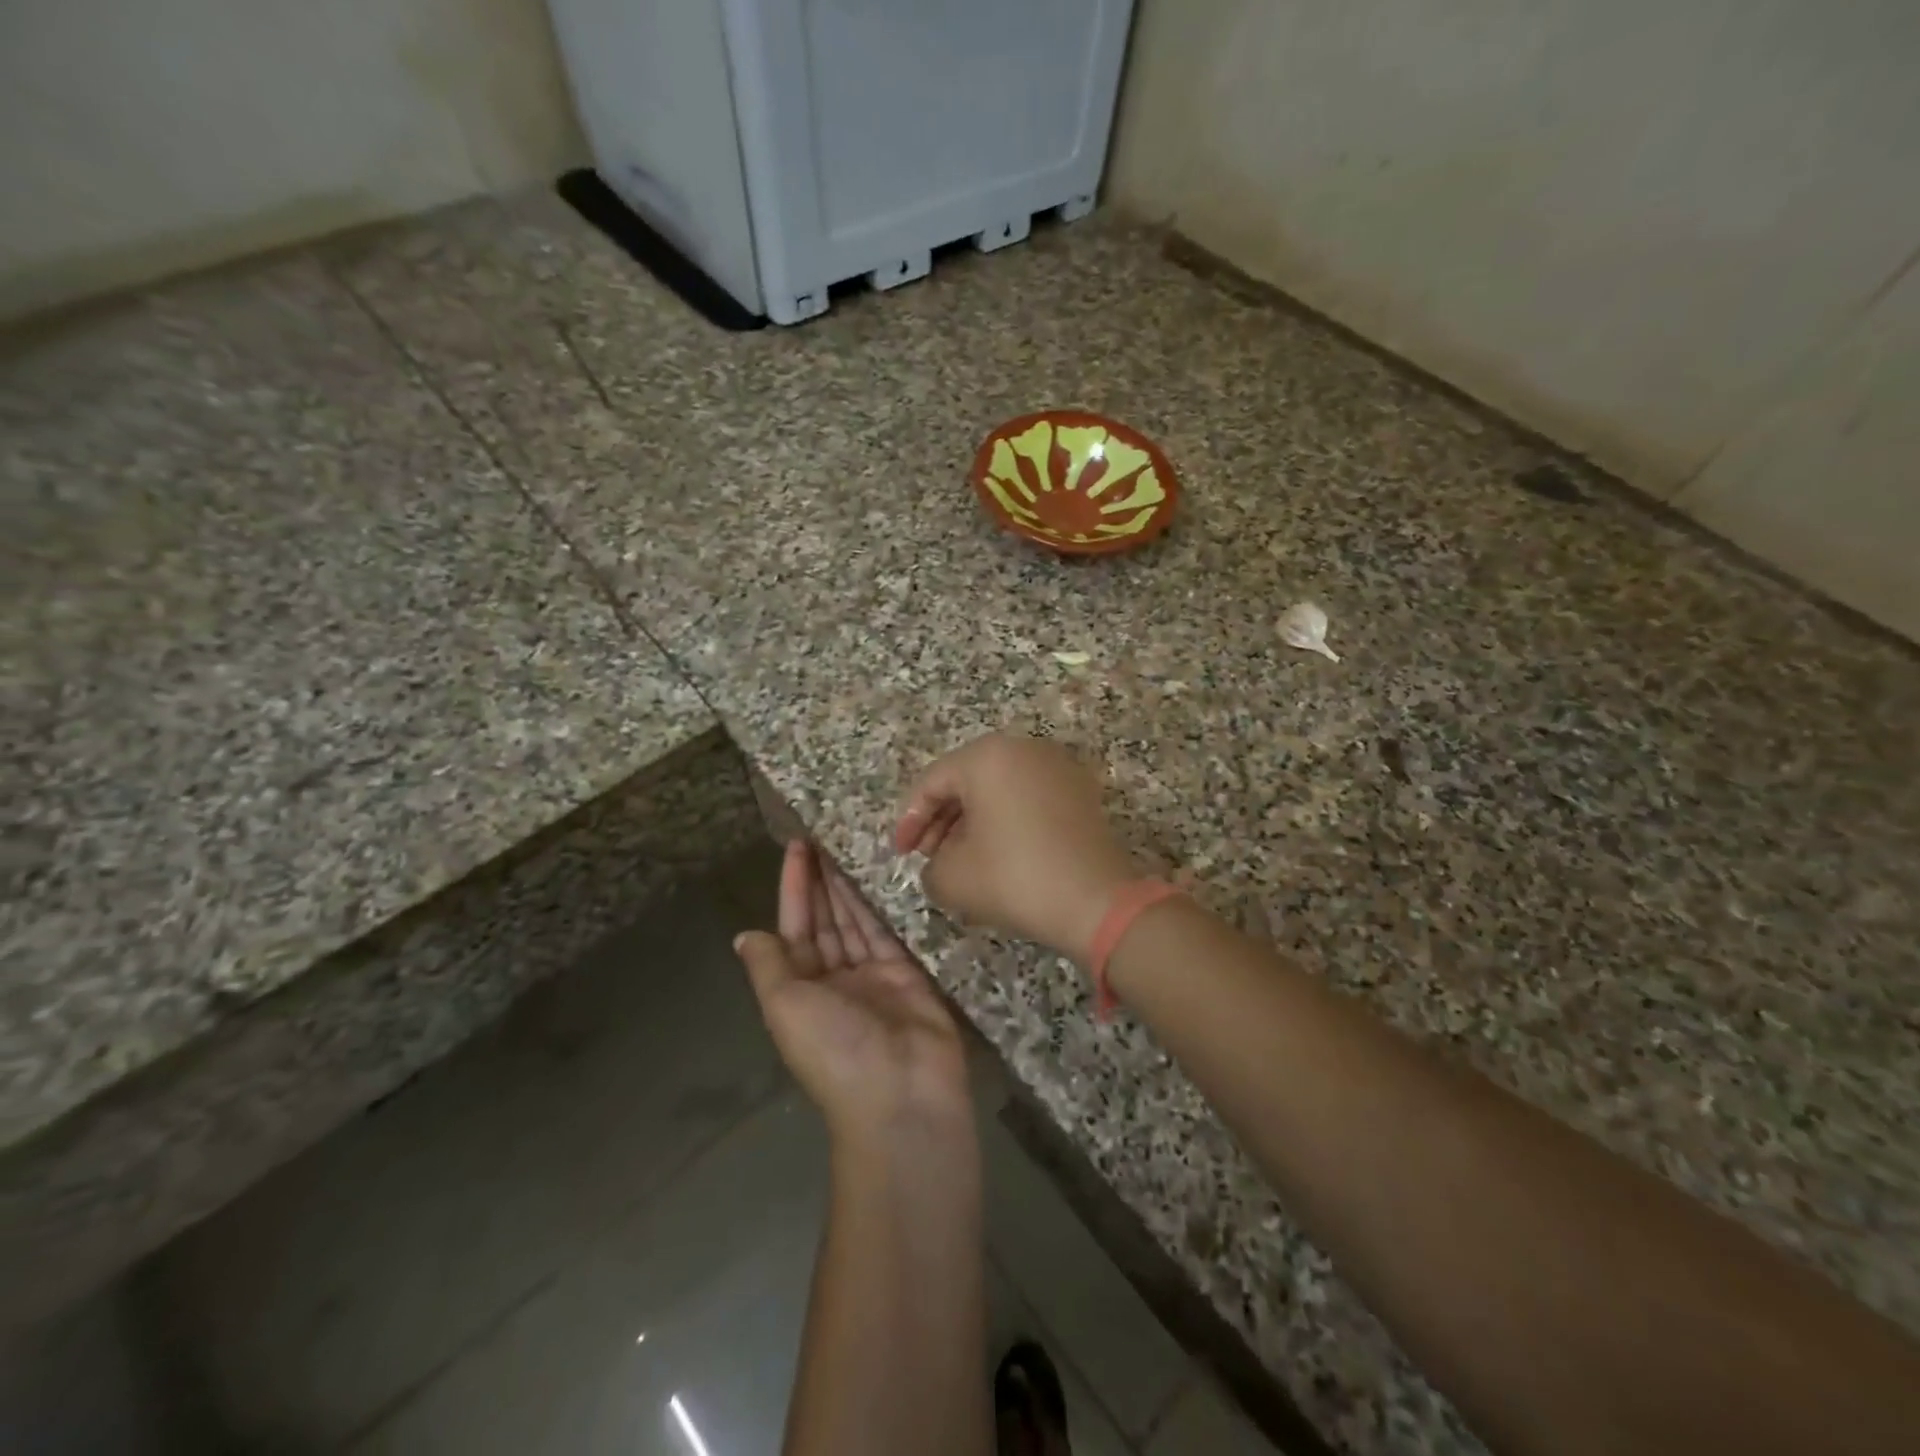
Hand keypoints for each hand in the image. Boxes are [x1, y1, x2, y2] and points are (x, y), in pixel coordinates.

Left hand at [735, 841, 970, 1144]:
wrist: (901, 1094)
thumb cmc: (834, 1049)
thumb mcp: (785, 1007)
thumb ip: (769, 966)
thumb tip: (745, 936)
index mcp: (799, 989)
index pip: (793, 927)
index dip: (793, 887)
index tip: (796, 847)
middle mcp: (833, 980)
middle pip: (825, 920)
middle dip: (821, 880)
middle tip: (826, 835)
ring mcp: (872, 977)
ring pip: (856, 921)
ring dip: (850, 886)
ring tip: (849, 844)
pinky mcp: (908, 974)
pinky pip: (889, 932)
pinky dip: (882, 905)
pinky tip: (880, 874)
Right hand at [895, 734, 1138, 962]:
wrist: (1098, 902)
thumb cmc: (1015, 878)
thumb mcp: (951, 877)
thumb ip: (929, 864)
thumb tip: (941, 861)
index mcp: (987, 756)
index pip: (932, 782)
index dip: (909, 820)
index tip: (901, 854)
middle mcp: (1024, 749)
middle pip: (966, 781)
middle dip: (942, 820)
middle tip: (929, 857)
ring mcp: (1058, 767)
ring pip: (998, 790)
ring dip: (973, 822)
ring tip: (962, 861)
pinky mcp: (1080, 792)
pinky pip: (1028, 799)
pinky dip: (1006, 822)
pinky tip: (999, 856)